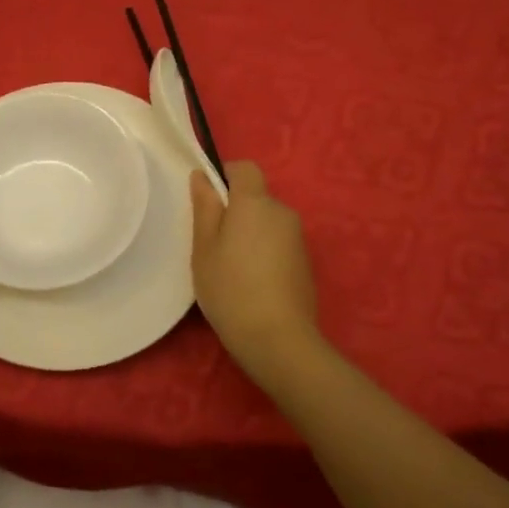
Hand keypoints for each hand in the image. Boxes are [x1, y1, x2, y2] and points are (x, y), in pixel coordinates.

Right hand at [189, 162, 318, 367]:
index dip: (226, 175)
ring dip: (251, 233)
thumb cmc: (230, 288)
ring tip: (231, 267)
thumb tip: (202, 176)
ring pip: (268, 222)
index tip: (208, 200)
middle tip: (213, 243)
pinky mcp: (306, 263)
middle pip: (257, 197)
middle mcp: (282, 212)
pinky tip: (252, 283)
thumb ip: (205, 208)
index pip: (245, 168)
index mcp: (255, 203)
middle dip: (236, 210)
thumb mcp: (204, 248)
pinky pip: (279, 244)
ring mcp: (298, 239)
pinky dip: (265, 252)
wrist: (278, 339)